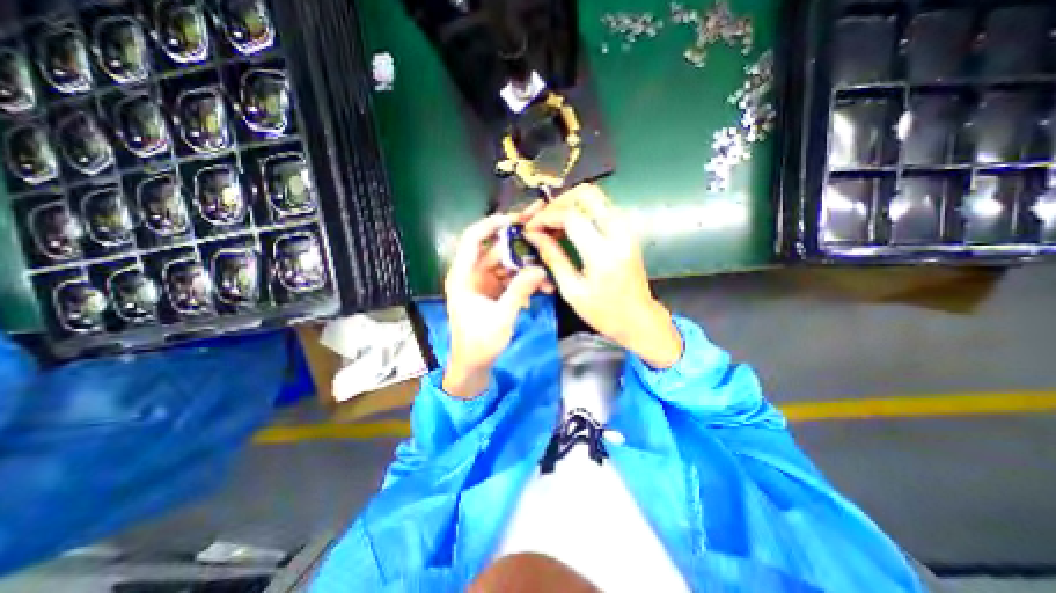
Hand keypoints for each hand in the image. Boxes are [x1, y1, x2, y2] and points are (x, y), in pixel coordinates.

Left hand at [441, 213, 548, 398]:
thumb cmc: (479, 343)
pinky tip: (542, 289)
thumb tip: (539, 269)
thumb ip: (519, 292)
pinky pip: (510, 278)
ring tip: (548, 271)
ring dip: (527, 267)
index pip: (473, 239)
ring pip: (507, 264)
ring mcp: (484, 282)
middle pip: (495, 250)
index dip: (491, 225)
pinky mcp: (493, 291)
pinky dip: (525, 281)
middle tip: (542, 231)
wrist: (473, 365)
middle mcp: (472, 274)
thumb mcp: (501, 317)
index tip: (515, 219)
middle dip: (520, 244)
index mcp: (463, 276)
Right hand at [522, 185, 681, 370]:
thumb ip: (553, 259)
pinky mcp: (627, 231)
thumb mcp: (572, 291)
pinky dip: (581, 210)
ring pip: (596, 197)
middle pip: (587, 194)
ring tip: (552, 222)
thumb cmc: (604, 312)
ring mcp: (626, 229)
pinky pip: (602, 207)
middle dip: (559, 201)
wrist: (639, 318)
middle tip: (542, 219)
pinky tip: (568, 227)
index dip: (546, 217)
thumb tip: (534, 236)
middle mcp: (618, 233)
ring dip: (570, 204)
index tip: (531, 228)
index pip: (571, 216)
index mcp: (602, 254)